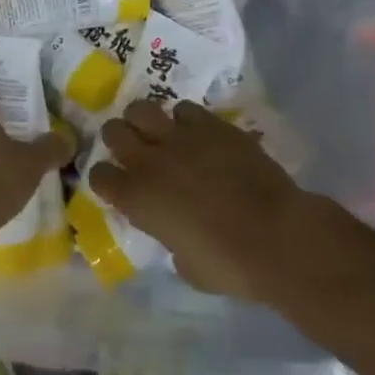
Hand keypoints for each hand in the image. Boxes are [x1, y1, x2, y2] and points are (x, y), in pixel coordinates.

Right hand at [91, 100, 308, 302]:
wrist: (277, 237)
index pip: (98, 175)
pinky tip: (198, 134)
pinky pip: (185, 109)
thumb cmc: (229, 265)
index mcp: (135, 198)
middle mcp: (148, 161)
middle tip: (135, 150)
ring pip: (142, 109)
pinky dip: (186, 120)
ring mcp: (179, 138)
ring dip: (146, 120)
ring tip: (159, 132)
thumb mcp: (185, 264)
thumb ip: (169, 240)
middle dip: (119, 139)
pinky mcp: (211, 125)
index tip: (118, 186)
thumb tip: (174, 233)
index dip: (106, 179)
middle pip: (113, 131)